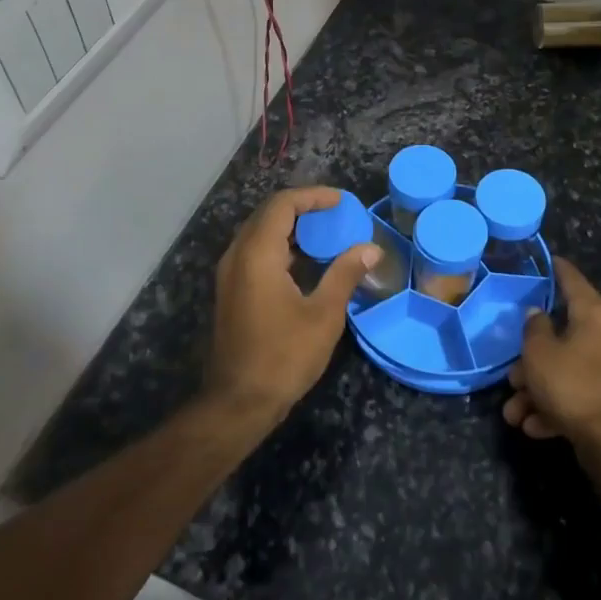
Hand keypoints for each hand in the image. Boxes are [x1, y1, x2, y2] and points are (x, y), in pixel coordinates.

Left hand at [206, 186, 380, 419]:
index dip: (313, 196)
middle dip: (303, 208)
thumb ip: (345, 274)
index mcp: (257, 254)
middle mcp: (237, 256)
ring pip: (260, 234)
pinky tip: (307, 263)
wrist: (238, 403)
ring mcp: (230, 275)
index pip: (282, 205)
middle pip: (268, 214)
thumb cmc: (283, 356)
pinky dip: (281, 247)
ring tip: (327, 234)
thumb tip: (371, 249)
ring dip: (292, 228)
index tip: (341, 201)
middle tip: (336, 214)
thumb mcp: (323, 315)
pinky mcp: (232, 292)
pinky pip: (256, 253)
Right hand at [503, 257, 600, 444]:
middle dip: (530, 359)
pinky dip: (553, 407)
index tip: (546, 259)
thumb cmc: (572, 385)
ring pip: (564, 370)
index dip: (557, 269)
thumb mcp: (540, 353)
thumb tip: (537, 314)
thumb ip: (533, 328)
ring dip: (536, 390)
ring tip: (513, 413)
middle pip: (561, 335)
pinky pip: (574, 394)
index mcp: (594, 315)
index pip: (572, 280)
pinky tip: (533, 425)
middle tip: (511, 375)